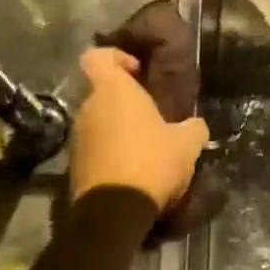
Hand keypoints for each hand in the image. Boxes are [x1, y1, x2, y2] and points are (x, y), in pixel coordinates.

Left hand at [70, 47, 208, 212]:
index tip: (138, 72)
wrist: (113, 214)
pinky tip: (134, 170)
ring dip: (118, 129)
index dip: (115, 57)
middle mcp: (88, 108)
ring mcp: (77, 138)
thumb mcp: (187, 143)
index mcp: (113, 90)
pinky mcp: (73, 166)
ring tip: (146, 147)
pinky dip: (110, 153)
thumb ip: (193, 127)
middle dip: (124, 101)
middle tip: (152, 116)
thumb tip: (195, 126)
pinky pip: (94, 148)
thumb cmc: (151, 162)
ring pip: (98, 121)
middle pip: (101, 92)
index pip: (97, 56)